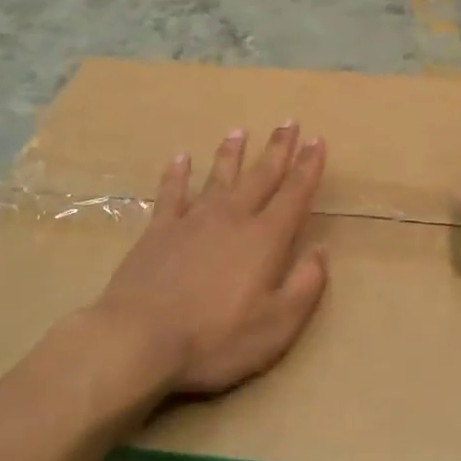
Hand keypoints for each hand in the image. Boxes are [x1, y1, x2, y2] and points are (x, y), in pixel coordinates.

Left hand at [91, 124, 328, 395]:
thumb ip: (305, 286)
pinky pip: (171, 193)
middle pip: (260, 176)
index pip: (294, 194)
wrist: (139, 338)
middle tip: (288, 122)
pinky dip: (177, 174)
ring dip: (231, 154)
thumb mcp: (276, 325)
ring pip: (217, 177)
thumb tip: (321, 251)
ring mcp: (192, 221)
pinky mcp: (158, 231)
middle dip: (277, 149)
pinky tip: (180, 159)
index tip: (317, 140)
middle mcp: (232, 218)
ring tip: (238, 132)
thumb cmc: (215, 338)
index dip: (308, 167)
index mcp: (265, 239)